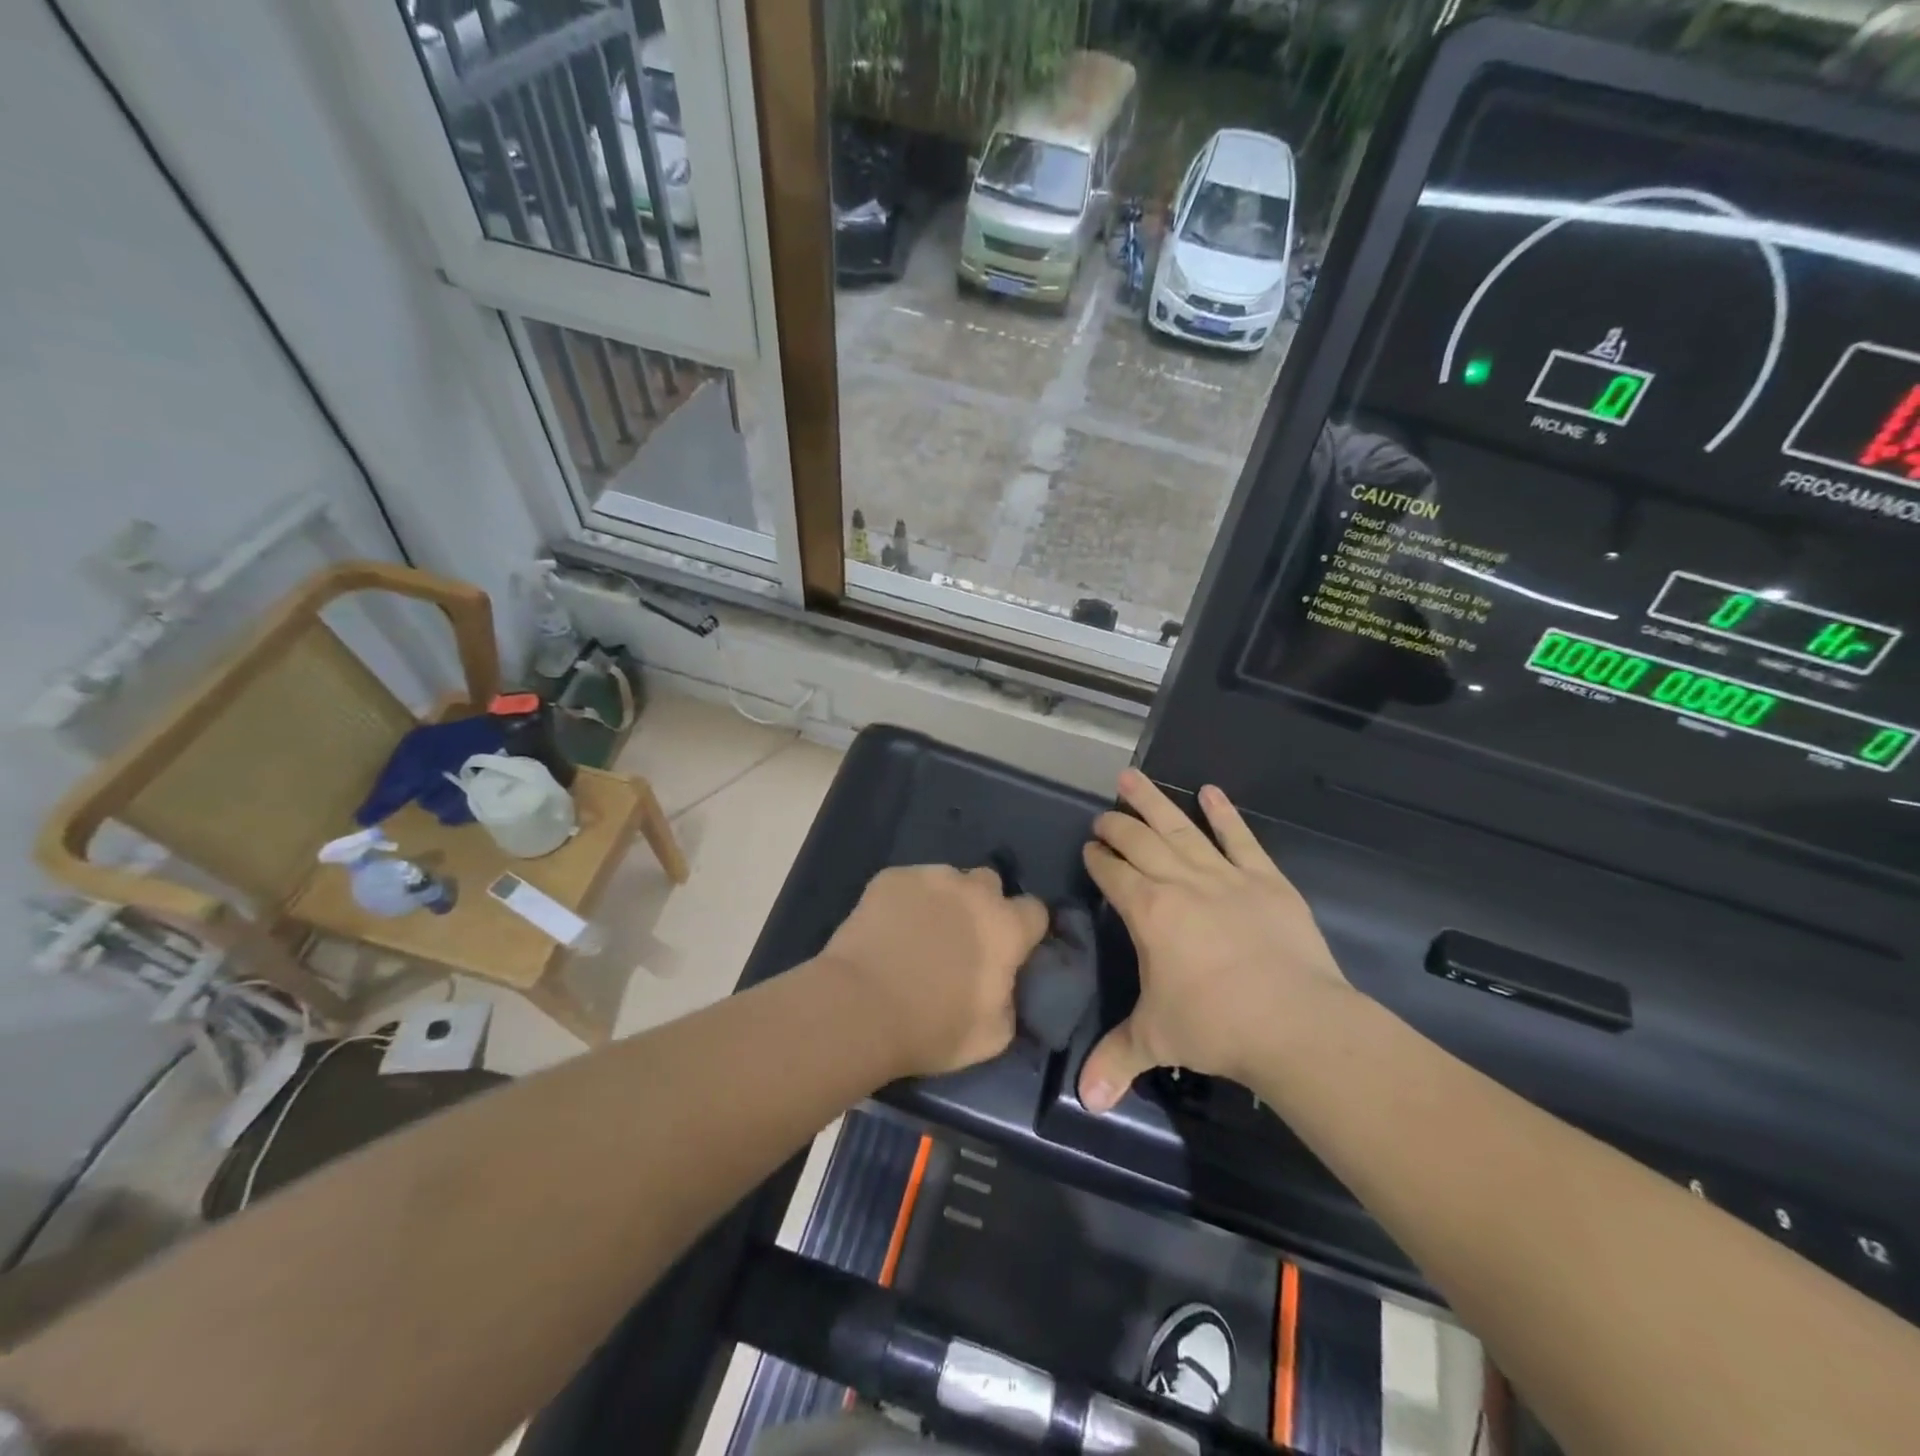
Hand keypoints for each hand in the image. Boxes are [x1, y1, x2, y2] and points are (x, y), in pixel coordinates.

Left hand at [820, 865, 1048, 1077]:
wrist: (860, 1007)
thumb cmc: (931, 1028)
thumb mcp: (992, 1036)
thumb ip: (1010, 1001)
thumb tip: (1004, 986)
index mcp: (1006, 927)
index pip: (1035, 910)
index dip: (1024, 930)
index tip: (1010, 950)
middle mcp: (974, 891)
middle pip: (990, 884)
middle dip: (983, 904)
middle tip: (963, 938)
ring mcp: (931, 877)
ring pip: (948, 879)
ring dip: (943, 901)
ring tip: (919, 932)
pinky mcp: (891, 877)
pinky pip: (909, 883)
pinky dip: (905, 900)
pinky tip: (889, 927)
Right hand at [1078, 769, 1351, 1111]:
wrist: (1294, 1022)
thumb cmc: (1215, 1026)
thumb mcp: (1156, 1040)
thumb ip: (1116, 1061)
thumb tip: (1085, 1103)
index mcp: (1148, 911)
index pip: (1113, 873)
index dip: (1098, 858)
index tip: (1089, 847)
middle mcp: (1179, 882)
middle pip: (1139, 841)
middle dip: (1117, 824)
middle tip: (1104, 814)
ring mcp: (1224, 875)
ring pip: (1180, 828)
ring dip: (1154, 802)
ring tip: (1132, 776)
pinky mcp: (1265, 879)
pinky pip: (1240, 838)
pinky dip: (1225, 814)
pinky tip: (1211, 791)